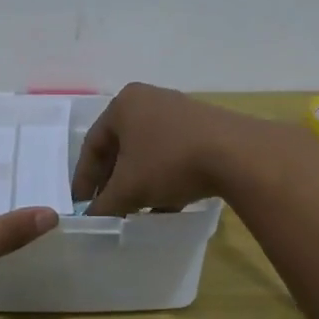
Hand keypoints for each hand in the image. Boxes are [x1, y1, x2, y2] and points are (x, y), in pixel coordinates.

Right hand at [72, 82, 269, 216]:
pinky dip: (164, 178)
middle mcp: (150, 100)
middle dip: (113, 181)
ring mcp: (180, 112)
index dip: (84, 179)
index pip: (92, 145)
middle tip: (107, 207)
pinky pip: (173, 154)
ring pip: (148, 152)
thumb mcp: (129, 189)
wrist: (236, 154)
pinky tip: (167, 204)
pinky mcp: (205, 127)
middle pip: (121, 147)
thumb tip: (90, 218)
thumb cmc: (169, 162)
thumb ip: (104, 205)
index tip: (81, 205)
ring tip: (136, 210)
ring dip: (139, 182)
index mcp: (124, 104)